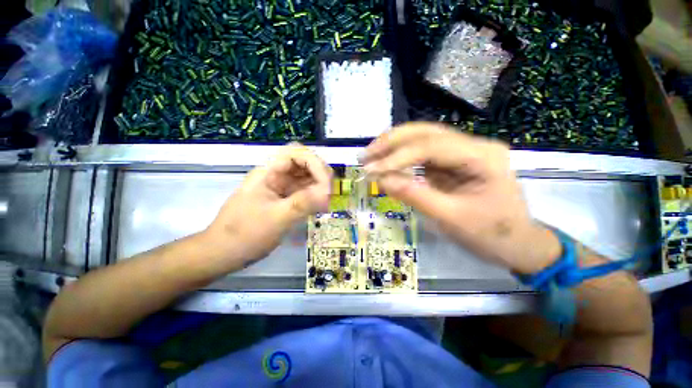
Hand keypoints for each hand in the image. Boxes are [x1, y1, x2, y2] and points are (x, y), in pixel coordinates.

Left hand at [205, 143, 331, 264]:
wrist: (224, 252)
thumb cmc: (245, 234)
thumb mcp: (276, 219)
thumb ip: (303, 203)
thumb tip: (328, 193)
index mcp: (269, 172)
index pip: (297, 153)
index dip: (315, 164)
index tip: (326, 186)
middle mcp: (276, 175)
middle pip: (304, 162)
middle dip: (320, 174)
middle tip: (329, 193)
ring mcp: (281, 187)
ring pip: (306, 177)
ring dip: (319, 185)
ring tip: (327, 201)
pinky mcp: (285, 199)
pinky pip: (304, 191)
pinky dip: (315, 195)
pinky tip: (320, 205)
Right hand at [362, 123, 560, 273]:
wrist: (517, 243)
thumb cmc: (491, 235)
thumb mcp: (451, 218)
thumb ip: (415, 195)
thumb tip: (381, 179)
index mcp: (482, 157)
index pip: (431, 146)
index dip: (397, 157)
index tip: (371, 169)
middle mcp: (473, 145)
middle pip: (426, 133)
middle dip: (392, 142)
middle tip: (365, 154)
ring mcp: (463, 152)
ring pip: (423, 138)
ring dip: (394, 145)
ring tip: (370, 154)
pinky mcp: (453, 162)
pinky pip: (423, 153)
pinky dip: (401, 156)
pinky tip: (386, 160)